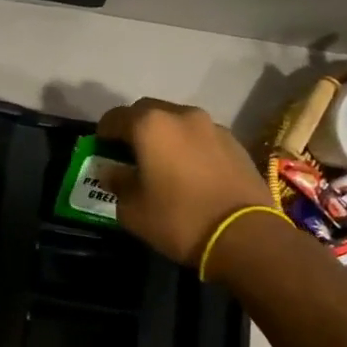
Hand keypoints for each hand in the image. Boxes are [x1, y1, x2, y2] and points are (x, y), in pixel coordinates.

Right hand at [96, 98, 272, 266]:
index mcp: (150, 125)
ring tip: (162, 165)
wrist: (245, 235)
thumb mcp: (132, 210)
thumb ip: (117, 183)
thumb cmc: (179, 219)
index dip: (103, 134)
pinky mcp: (235, 142)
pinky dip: (189, 147)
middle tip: (129, 156)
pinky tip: (190, 173)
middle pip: (147, 112)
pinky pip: (200, 137)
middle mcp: (181, 115)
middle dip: (134, 129)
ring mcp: (212, 126)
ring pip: (177, 122)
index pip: (114, 117)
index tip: (101, 153)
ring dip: (164, 137)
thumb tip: (111, 171)